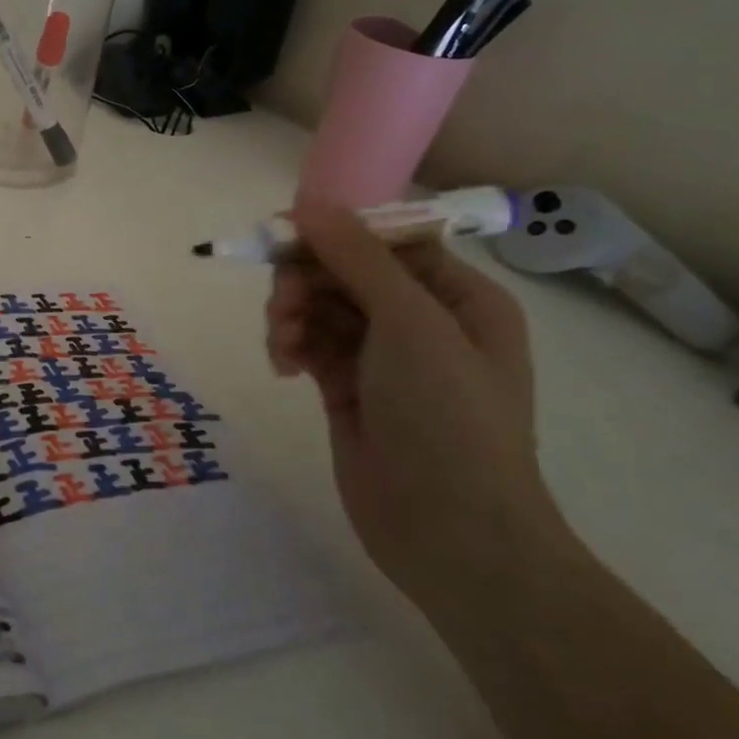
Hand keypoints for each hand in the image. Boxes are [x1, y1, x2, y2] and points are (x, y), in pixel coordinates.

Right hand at [265, 204, 556, 615]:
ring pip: (318, 305)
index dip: (335, 231)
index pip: (386, 238)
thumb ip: (358, 258)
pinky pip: (308, 343)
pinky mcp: (346, 387)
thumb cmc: (449, 419)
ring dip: (291, 314)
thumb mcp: (411, 324)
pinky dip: (289, 345)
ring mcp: (381, 356)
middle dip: (305, 279)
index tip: (284, 234)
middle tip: (282, 304)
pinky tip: (284, 367)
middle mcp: (420, 319)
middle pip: (343, 269)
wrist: (452, 536)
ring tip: (283, 345)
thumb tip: (309, 202)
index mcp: (456, 296)